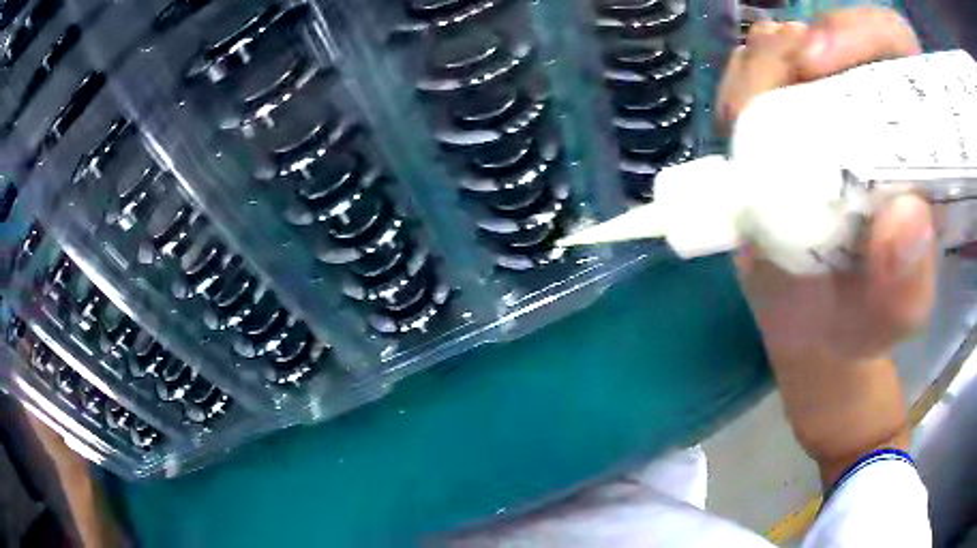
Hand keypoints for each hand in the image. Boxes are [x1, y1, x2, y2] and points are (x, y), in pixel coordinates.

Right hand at [717, 8, 936, 483]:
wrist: (809, 321)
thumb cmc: (860, 317)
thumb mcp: (892, 318)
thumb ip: (907, 286)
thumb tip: (908, 216)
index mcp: (915, 138)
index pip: (895, 44)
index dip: (861, 31)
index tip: (819, 64)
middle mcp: (871, 103)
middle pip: (830, 31)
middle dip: (793, 51)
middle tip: (766, 102)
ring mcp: (822, 102)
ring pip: (782, 43)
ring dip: (756, 75)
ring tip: (746, 133)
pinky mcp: (781, 112)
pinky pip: (748, 71)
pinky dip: (735, 91)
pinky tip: (738, 135)